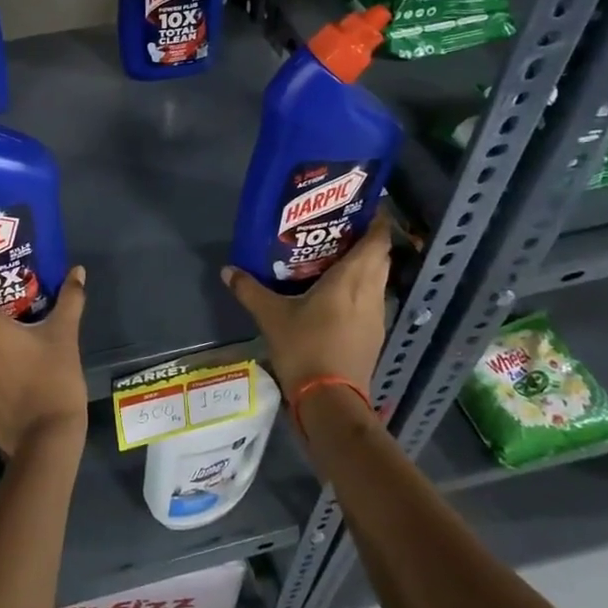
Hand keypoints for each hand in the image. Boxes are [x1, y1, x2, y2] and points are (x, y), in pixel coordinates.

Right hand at [221, 218, 391, 401]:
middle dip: (366, 240)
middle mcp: (371, 292)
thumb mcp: (271, 316)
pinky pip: (372, 299)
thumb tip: (228, 270)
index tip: (362, 207)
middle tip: (339, 229)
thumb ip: (250, 290)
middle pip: (379, 257)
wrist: (330, 400)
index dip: (376, 221)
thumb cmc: (305, 347)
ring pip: (378, 279)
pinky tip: (337, 294)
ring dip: (364, 266)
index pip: (377, 240)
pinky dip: (361, 289)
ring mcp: (377, 315)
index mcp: (352, 279)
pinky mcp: (374, 335)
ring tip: (336, 258)